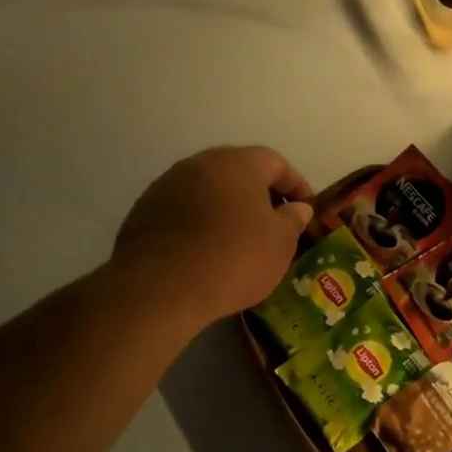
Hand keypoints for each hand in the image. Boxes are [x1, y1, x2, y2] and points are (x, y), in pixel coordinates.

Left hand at [111, 146, 314, 324]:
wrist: (161, 288)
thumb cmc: (235, 258)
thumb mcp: (280, 243)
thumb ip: (293, 219)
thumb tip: (297, 208)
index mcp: (238, 164)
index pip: (276, 163)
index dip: (296, 185)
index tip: (307, 209)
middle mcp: (200, 164)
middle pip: (239, 171)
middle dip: (260, 194)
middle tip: (275, 222)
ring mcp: (167, 185)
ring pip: (209, 190)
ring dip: (228, 208)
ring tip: (242, 238)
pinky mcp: (144, 211)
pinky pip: (185, 210)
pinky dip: (202, 223)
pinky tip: (209, 250)